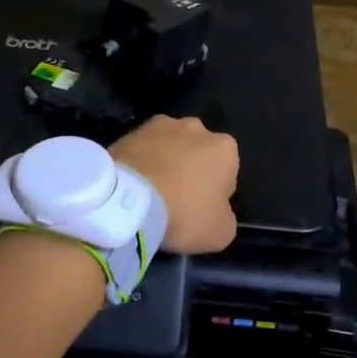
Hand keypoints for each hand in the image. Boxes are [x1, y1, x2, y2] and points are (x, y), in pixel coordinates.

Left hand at [109, 116, 238, 254]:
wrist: (128, 201)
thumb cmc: (184, 214)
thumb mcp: (221, 232)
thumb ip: (225, 216)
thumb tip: (217, 210)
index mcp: (224, 148)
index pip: (228, 169)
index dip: (216, 190)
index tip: (202, 208)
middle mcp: (196, 127)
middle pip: (198, 151)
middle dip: (190, 168)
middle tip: (177, 199)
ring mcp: (160, 124)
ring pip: (169, 145)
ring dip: (164, 161)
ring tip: (150, 192)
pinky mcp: (130, 131)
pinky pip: (142, 149)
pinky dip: (140, 162)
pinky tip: (132, 185)